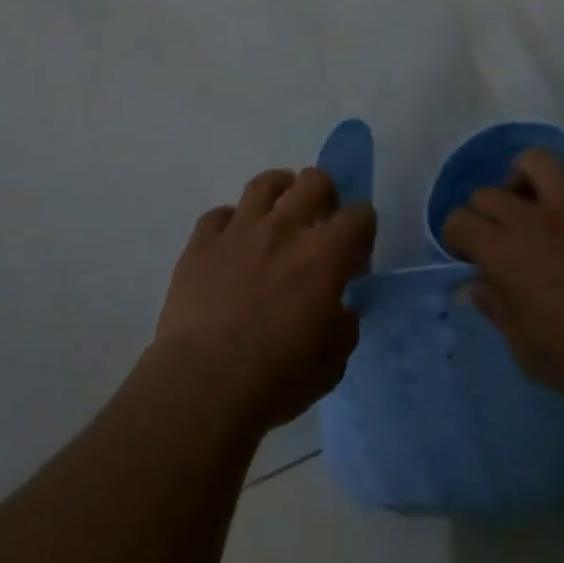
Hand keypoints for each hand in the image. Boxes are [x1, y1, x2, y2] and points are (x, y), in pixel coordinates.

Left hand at [154, 167, 375, 432]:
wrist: (204, 382)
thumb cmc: (277, 377)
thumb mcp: (332, 361)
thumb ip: (343, 324)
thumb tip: (338, 307)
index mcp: (325, 255)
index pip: (359, 215)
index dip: (362, 230)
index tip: (354, 256)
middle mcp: (284, 228)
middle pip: (313, 180)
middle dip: (325, 195)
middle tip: (319, 223)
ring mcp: (238, 231)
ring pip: (264, 183)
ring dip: (279, 192)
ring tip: (278, 214)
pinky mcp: (200, 243)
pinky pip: (218, 214)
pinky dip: (230, 224)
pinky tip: (232, 244)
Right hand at [440, 152, 563, 430]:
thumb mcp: (527, 351)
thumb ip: (496, 309)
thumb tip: (476, 284)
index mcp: (504, 254)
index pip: (458, 220)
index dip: (457, 239)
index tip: (470, 258)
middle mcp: (535, 219)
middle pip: (488, 192)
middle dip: (485, 215)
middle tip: (502, 240)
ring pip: (537, 161)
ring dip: (527, 182)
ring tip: (537, 207)